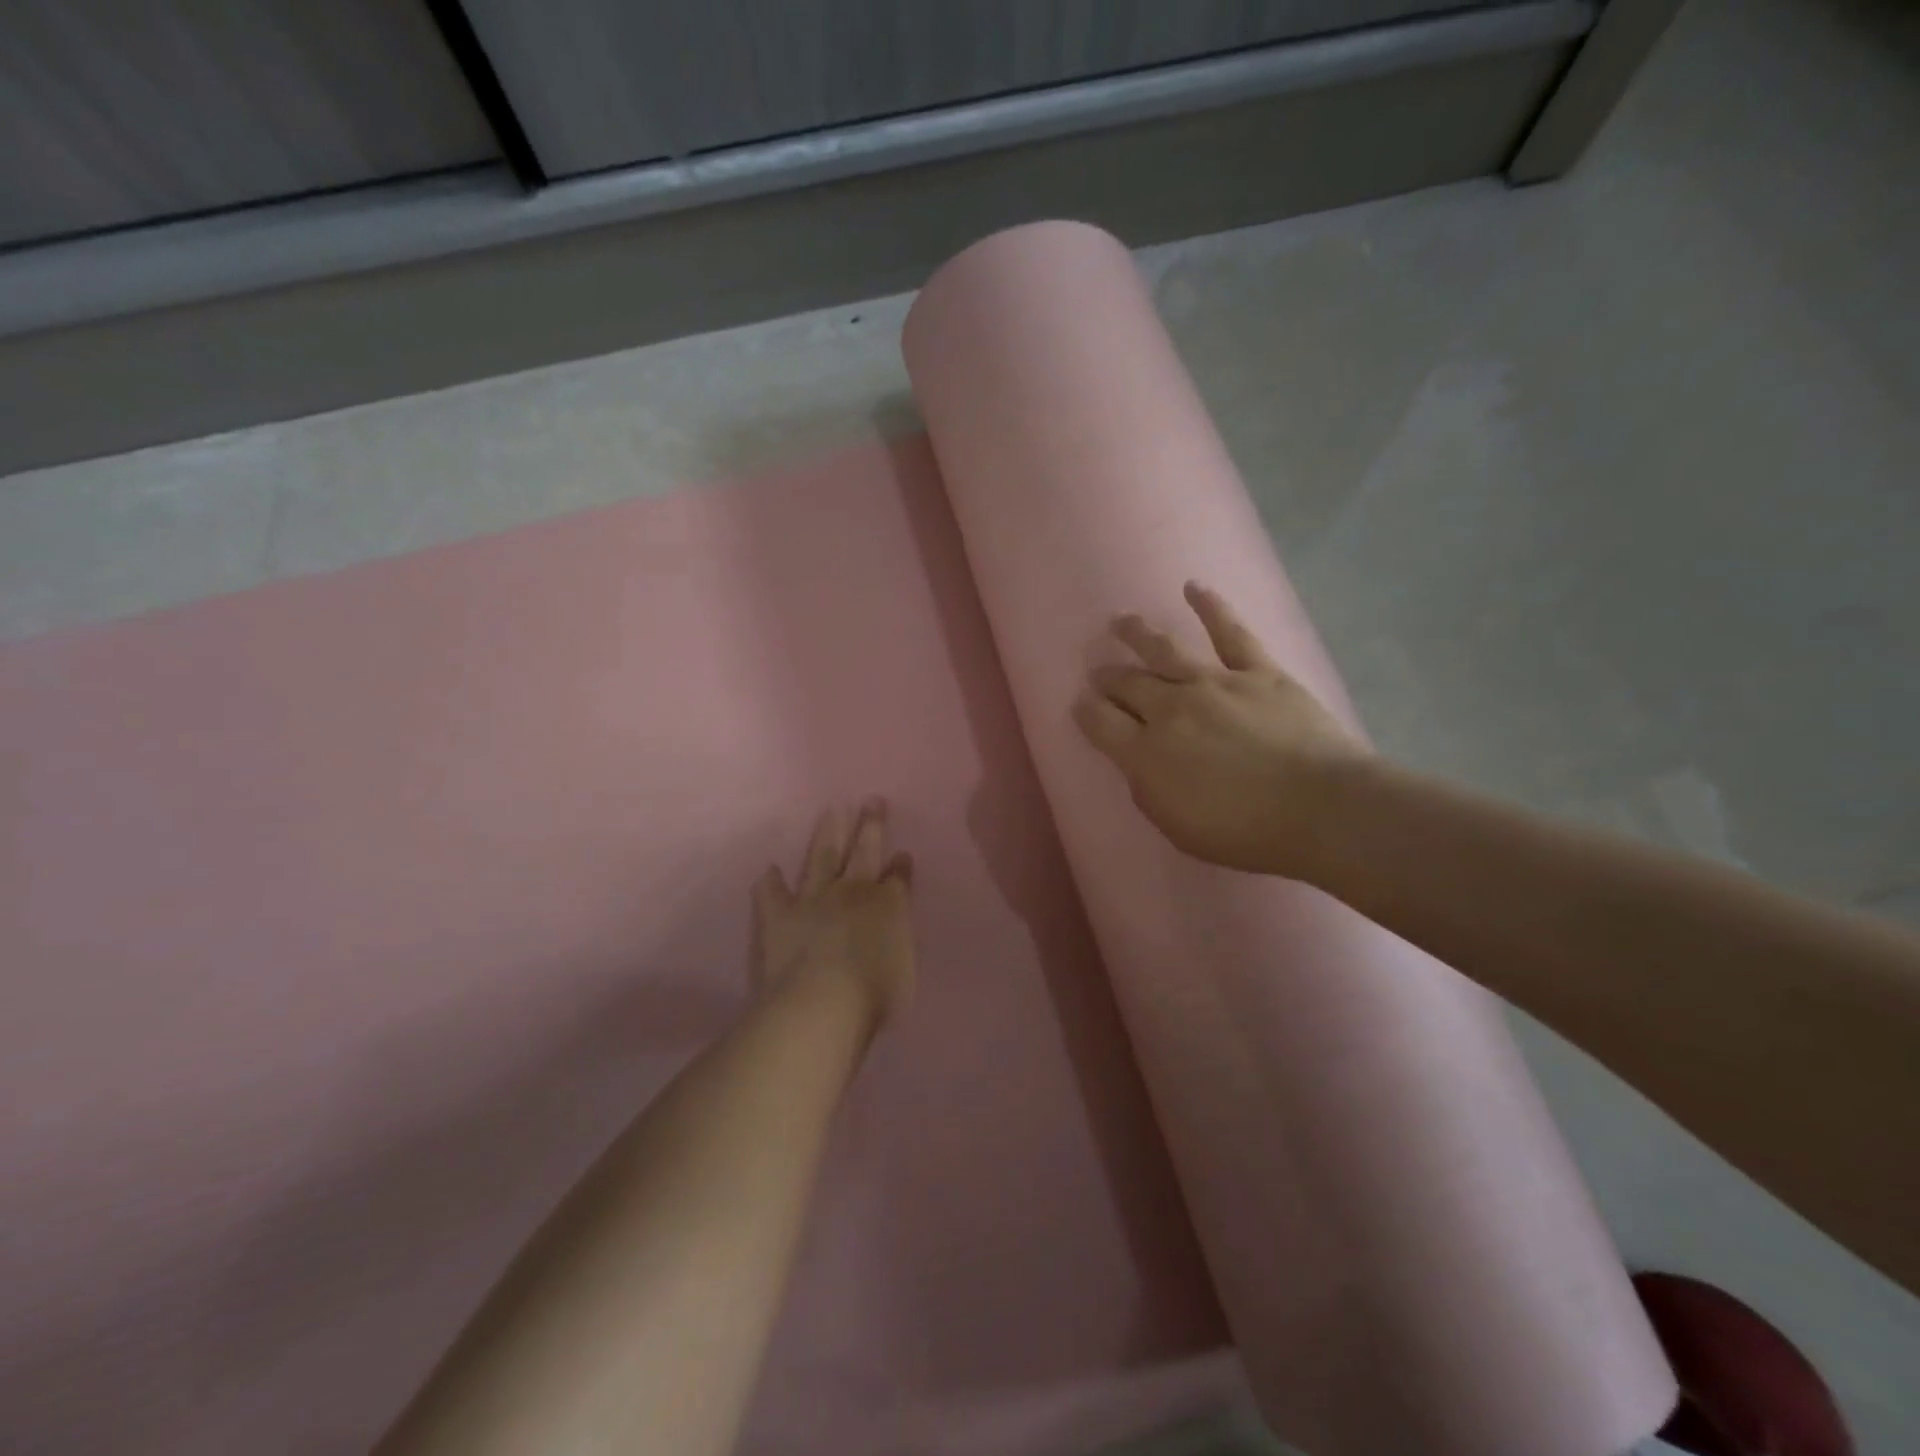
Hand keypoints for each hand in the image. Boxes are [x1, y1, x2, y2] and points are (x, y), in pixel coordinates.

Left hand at [754, 799, 915, 1029]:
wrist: (823, 1002)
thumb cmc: (876, 994)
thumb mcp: (905, 968)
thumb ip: (898, 943)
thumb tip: (893, 929)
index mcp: (889, 906)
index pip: (899, 879)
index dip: (901, 866)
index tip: (903, 853)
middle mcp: (853, 893)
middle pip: (865, 852)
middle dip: (871, 826)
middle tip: (872, 800)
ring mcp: (814, 900)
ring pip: (823, 858)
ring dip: (828, 834)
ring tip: (831, 811)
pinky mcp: (780, 916)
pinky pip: (773, 894)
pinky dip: (771, 881)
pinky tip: (770, 869)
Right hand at [1073, 582, 1370, 879]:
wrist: (1320, 808)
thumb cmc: (1245, 832)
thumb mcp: (1176, 826)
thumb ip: (1147, 788)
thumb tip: (1136, 760)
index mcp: (1145, 752)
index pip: (1099, 722)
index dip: (1085, 710)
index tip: (1080, 704)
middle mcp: (1170, 708)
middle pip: (1127, 684)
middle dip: (1107, 676)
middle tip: (1098, 671)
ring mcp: (1213, 683)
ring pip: (1164, 650)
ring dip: (1136, 633)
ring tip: (1119, 620)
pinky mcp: (1257, 672)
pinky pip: (1229, 632)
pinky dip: (1210, 607)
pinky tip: (1193, 588)